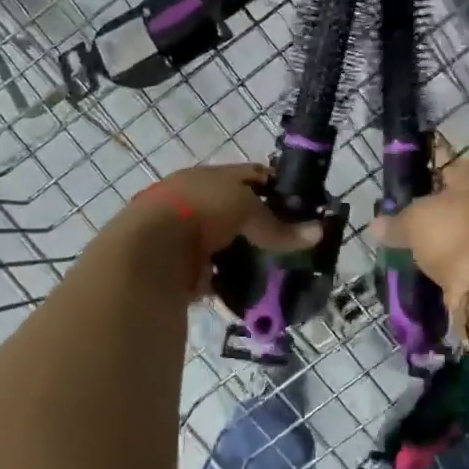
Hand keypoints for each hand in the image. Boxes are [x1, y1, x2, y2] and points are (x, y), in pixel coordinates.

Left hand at [126, 163, 320, 297]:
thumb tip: (318, 233)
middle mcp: (195, 204)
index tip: (302, 206)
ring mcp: (186, 239)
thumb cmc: (200, 211)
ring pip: (227, 247)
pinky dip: (232, 285)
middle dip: (263, 228)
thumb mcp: (246, 208)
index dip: (276, 188)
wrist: (149, 252)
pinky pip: (216, 278)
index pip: (250, 176)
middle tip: (293, 244)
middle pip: (237, 214)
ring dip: (247, 258)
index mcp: (207, 178)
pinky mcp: (182, 272)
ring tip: (278, 271)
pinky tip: (254, 292)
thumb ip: (279, 225)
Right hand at [371, 147, 468, 297]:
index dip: (425, 184)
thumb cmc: (452, 233)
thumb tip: (375, 225)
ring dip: (458, 235)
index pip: (447, 169)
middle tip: (419, 229)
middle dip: (444, 212)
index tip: (409, 202)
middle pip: (465, 197)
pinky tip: (449, 267)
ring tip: (431, 252)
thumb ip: (395, 222)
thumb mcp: (412, 223)